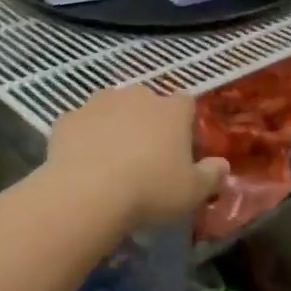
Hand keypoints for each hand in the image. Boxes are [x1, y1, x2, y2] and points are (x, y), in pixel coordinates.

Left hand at [46, 86, 228, 227]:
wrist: (87, 194)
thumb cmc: (150, 190)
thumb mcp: (192, 192)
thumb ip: (211, 175)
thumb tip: (222, 164)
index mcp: (171, 109)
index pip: (185, 103)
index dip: (184, 123)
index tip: (180, 148)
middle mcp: (137, 96)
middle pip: (147, 102)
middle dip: (147, 122)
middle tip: (145, 156)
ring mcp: (98, 103)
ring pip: (111, 108)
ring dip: (114, 125)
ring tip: (111, 160)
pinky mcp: (68, 118)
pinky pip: (81, 124)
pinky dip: (84, 138)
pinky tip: (83, 164)